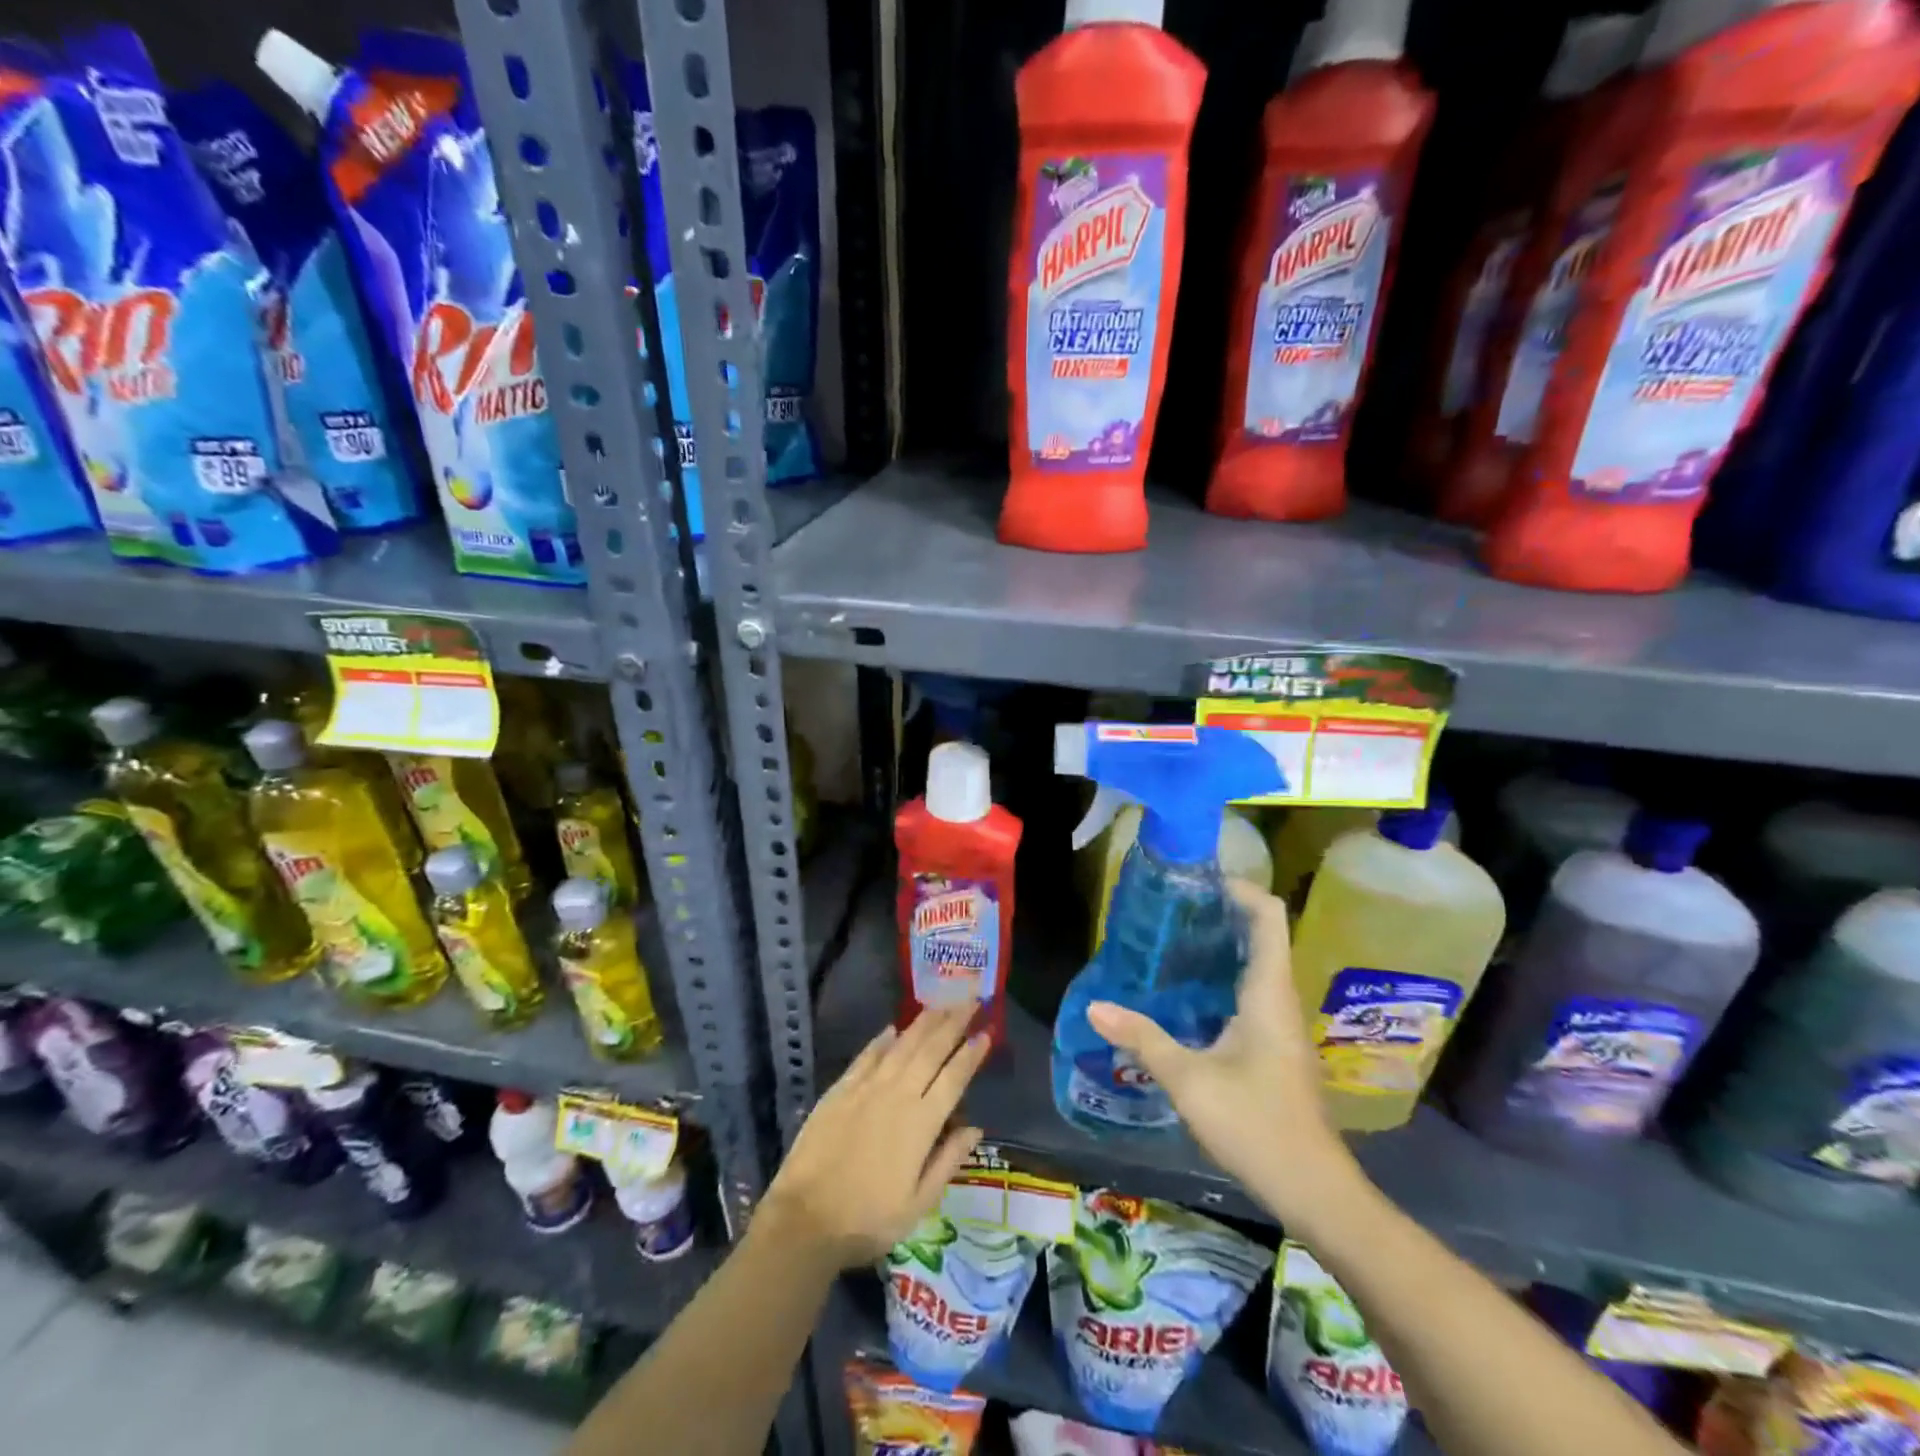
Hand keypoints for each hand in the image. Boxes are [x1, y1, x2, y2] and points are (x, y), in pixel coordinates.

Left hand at [759, 1007, 988, 1268]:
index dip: (971, 1053)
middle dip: (953, 1022)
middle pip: (931, 1050)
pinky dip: (882, 1039)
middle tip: (971, 1000)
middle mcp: (898, 1095)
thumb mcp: (918, 1204)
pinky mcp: (841, 1089)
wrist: (805, 1219)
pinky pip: (867, 1055)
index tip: (986, 1031)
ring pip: (902, 1045)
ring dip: (924, 1022)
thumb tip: (975, 1128)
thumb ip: (948, 1161)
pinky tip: (893, 1028)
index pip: (954, 1078)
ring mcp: (867, 1088)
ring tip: (941, 1004)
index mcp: (922, 1123)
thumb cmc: (868, 1220)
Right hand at [1087, 880, 1356, 1217]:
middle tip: (1171, 909)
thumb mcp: (1189, 1080)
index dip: (1240, 889)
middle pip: (1262, 935)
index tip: (1199, 882)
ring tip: (1172, 942)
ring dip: (1221, 947)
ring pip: (1257, 966)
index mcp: (1268, 993)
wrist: (1315, 1191)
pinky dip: (1223, 979)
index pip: (1268, 916)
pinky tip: (1187, 996)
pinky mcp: (1277, 1048)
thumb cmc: (1256, 1125)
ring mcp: (1282, 1025)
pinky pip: (1252, 994)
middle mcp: (1281, 999)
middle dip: (1221, 914)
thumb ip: (1142, 1039)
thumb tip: (1096, 1007)